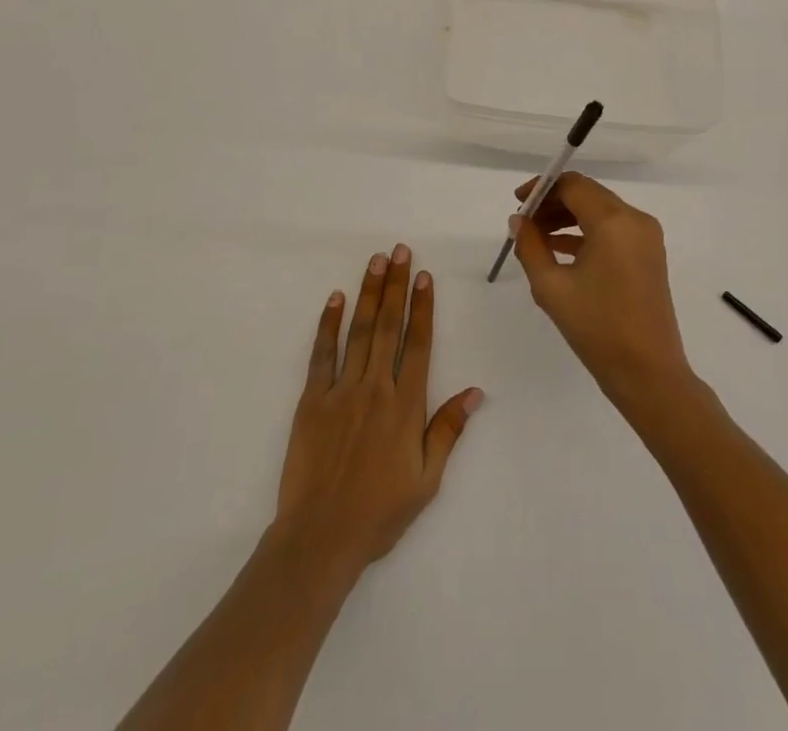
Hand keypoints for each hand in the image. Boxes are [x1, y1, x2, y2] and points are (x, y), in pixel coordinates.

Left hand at [274, 245, 482, 578]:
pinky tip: (335, 299)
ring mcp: (342, 391)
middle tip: (399, 251)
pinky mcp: (313, 400)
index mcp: (406, 405)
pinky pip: (322, 354)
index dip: (422, 307)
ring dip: (368, 293)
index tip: (423, 275)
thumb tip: (475, 391)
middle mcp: (376, 387)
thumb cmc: (380, 512)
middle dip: (395, 286)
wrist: (321, 537)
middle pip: (388, 326)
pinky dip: (328, 324)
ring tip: (375, 261)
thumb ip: (448, 430)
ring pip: (359, 331)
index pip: (419, 344)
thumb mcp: (426, 480)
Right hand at [509, 173, 693, 409]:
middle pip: (588, 194)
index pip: (573, 185)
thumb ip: (530, 246)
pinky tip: (559, 250)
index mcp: (614, 221)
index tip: (517, 203)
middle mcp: (635, 220)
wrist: (648, 374)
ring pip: (600, 211)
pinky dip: (586, 233)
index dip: (542, 188)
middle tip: (524, 222)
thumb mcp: (552, 287)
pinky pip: (613, 230)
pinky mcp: (649, 255)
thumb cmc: (597, 329)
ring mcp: (646, 237)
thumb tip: (519, 221)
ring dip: (568, 218)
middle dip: (553, 203)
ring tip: (536, 238)